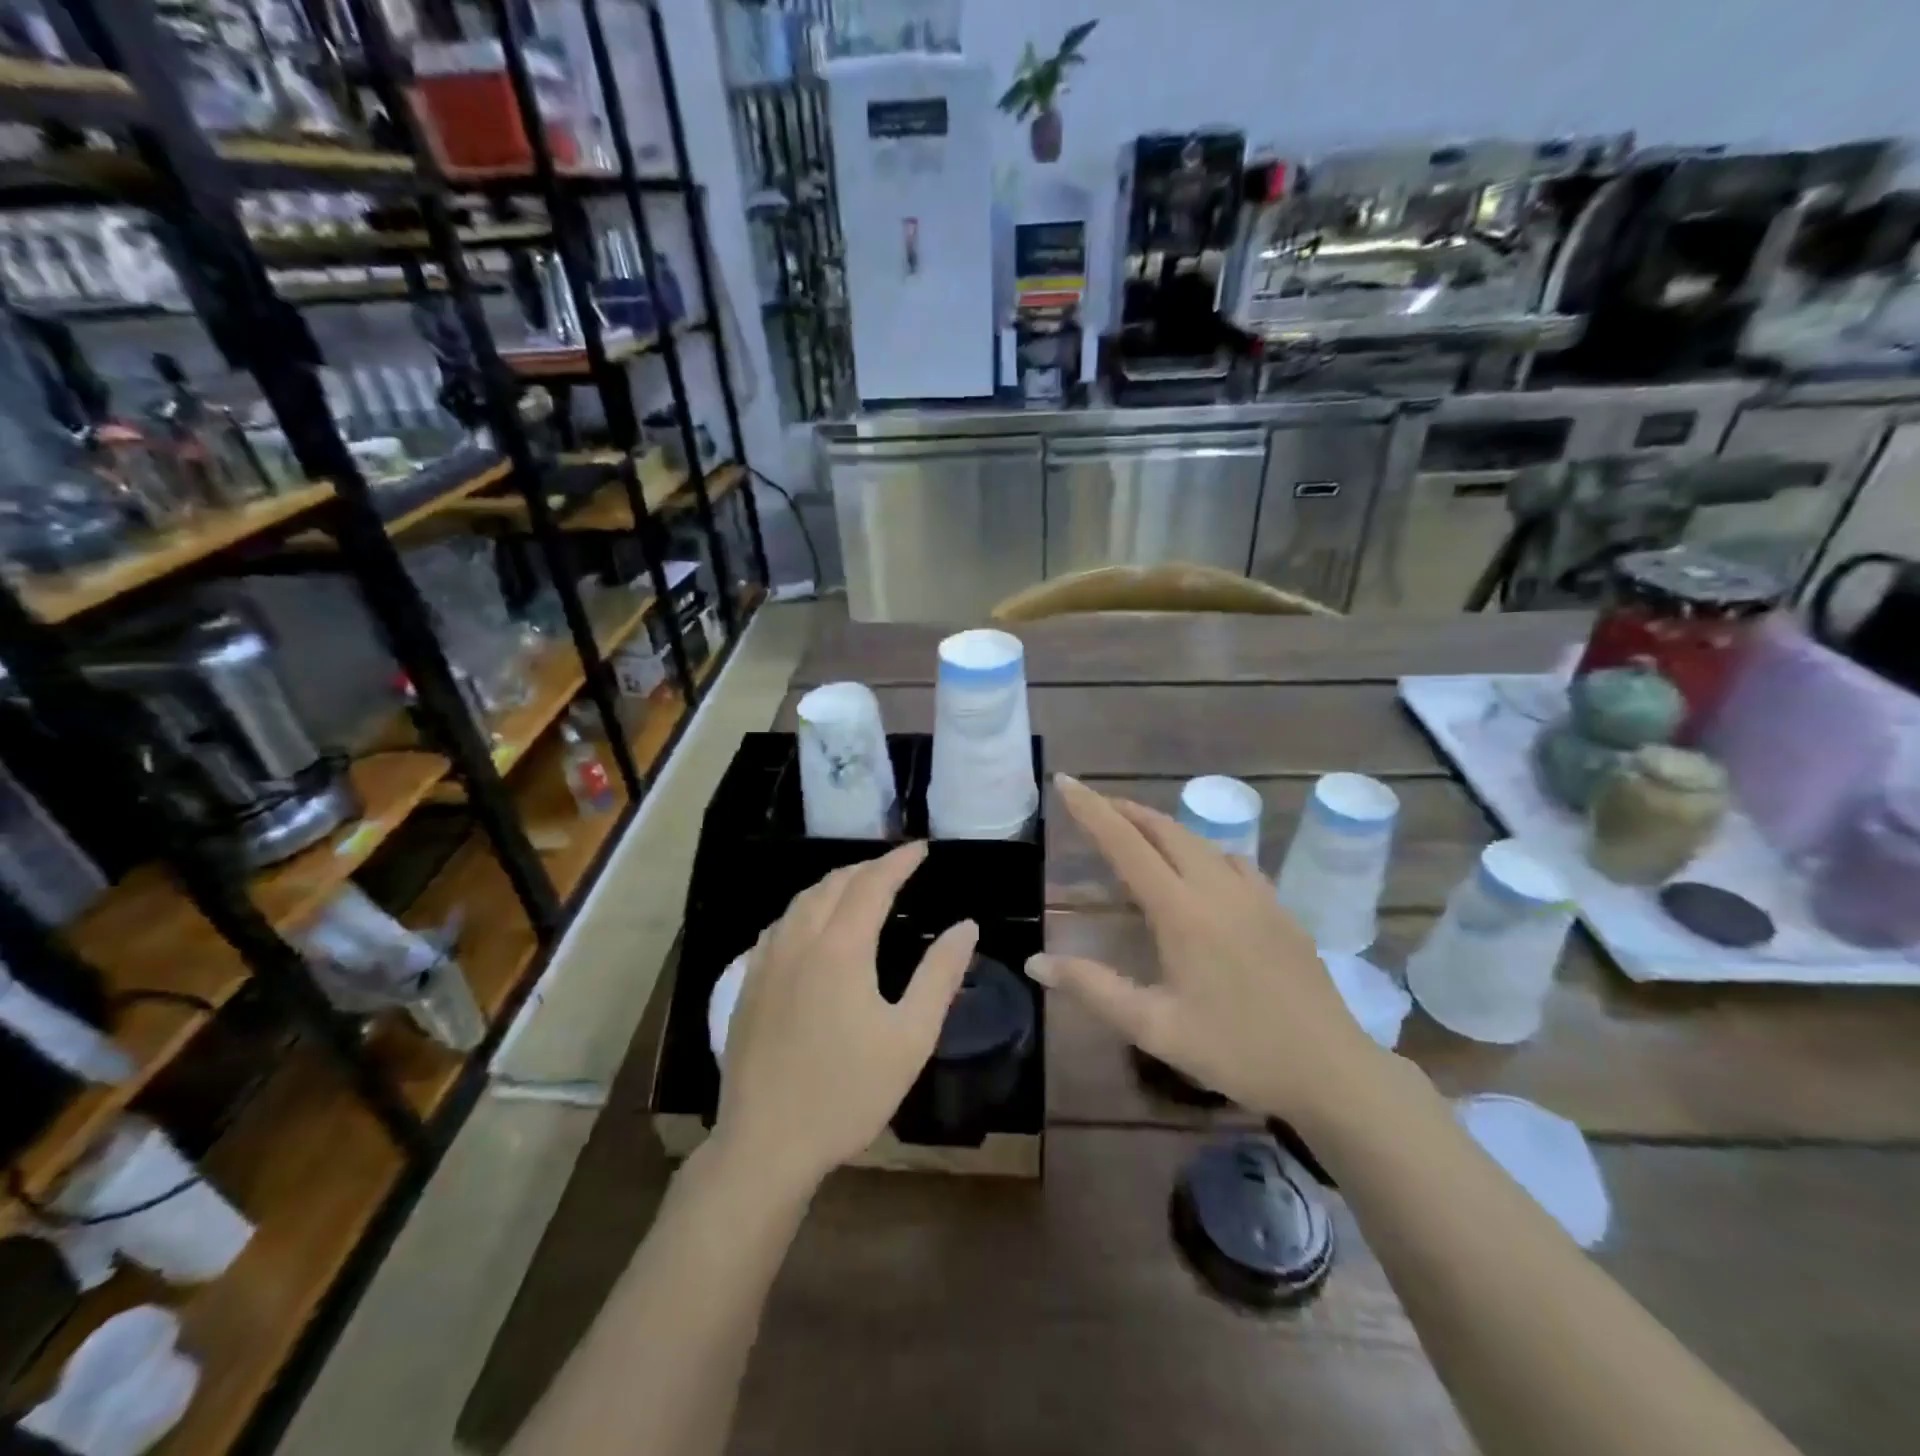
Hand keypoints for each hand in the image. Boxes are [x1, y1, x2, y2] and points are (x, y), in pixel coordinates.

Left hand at [713, 842, 977, 1194]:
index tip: (922, 847)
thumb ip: (940, 976)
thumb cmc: (848, 1093)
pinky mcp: (747, 986)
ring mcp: (766, 963)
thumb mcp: (910, 1038)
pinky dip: (804, 909)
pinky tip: (810, 925)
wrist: (766, 1145)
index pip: (872, 885)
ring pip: (800, 902)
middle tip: (896, 866)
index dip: (899, 862)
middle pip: (833, 884)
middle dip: (867, 867)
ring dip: (833, 884)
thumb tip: (965, 925)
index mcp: (840, 948)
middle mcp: (799, 942)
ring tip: (858, 886)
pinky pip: (778, 926)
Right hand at [1028, 776, 1387, 1125]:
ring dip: (1160, 826)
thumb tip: (1035, 961)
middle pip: (1164, 829)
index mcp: (1182, 911)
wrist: (1331, 1070)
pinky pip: (1231, 859)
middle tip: (1092, 804)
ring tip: (1134, 831)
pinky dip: (1199, 849)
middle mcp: (1217, 888)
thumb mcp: (1154, 1027)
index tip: (1066, 781)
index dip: (1092, 810)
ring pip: (1198, 840)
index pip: (1126, 844)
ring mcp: (1255, 894)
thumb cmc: (1236, 1050)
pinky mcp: (1279, 908)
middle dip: (1124, 810)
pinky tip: (1199, 869)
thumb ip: (1093, 988)